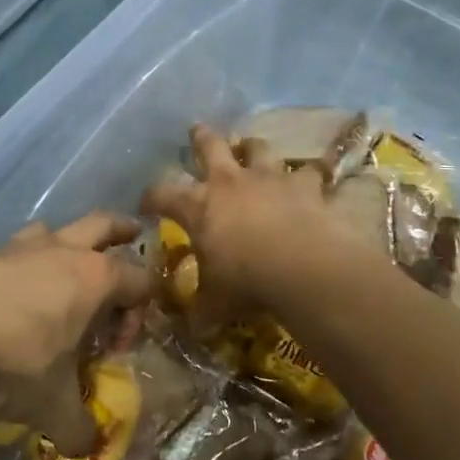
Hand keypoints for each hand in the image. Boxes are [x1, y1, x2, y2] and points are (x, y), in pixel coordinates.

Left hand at [0, 214, 150, 456]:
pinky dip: (20, 267)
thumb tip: (89, 449)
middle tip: (131, 233)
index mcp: (96, 279)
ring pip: (54, 229)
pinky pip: (12, 251)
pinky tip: (6, 298)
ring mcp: (20, 247)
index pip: (139, 282)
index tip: (116, 347)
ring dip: (65, 243)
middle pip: (104, 225)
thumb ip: (77, 428)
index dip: (138, 314)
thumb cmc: (14, 361)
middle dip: (122, 229)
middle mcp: (63, 251)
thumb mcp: (52, 406)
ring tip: (62, 266)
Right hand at [141, 124, 348, 329]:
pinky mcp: (305, 184)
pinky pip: (310, 171)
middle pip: (210, 147)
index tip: (146, 203)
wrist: (303, 267)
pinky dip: (309, 173)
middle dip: (201, 138)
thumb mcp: (215, 304)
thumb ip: (201, 312)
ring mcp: (269, 178)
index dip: (151, 197)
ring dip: (252, 147)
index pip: (162, 194)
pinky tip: (313, 176)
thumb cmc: (246, 283)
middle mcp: (230, 182)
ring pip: (257, 148)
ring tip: (251, 146)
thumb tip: (192, 329)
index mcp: (199, 207)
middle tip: (197, 129)